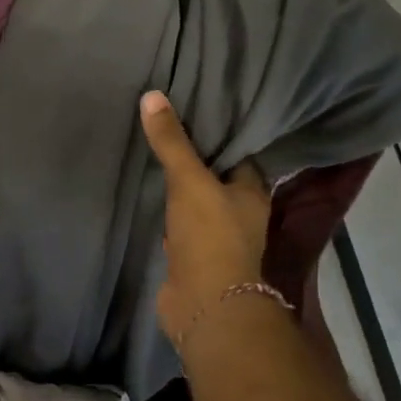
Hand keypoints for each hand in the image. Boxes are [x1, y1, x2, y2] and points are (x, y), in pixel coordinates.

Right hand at [140, 90, 273, 350]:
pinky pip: (177, 223)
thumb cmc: (210, 236)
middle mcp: (238, 213)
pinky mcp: (191, 255)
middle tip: (167, 122)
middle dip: (196, 156)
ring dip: (180, 184)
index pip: (239, 153)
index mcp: (253, 192)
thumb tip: (153, 95)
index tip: (196, 107)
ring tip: (154, 149)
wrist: (204, 304)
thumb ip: (172, 142)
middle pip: (216, 176)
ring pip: (195, 200)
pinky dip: (166, 210)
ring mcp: (214, 236)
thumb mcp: (190, 181)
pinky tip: (148, 191)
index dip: (220, 132)